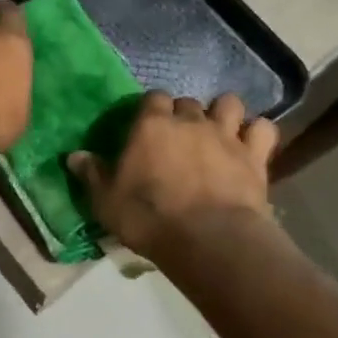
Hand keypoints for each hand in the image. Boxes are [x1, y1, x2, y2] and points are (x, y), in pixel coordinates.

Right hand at [68, 91, 278, 258]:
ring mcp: (226, 135)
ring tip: (219, 132)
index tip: (148, 126)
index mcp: (152, 125)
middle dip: (185, 114)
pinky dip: (258, 133)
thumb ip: (92, 174)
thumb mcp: (107, 201)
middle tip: (179, 137)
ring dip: (224, 113)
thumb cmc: (149, 218)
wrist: (207, 239)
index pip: (153, 98)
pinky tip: (251, 145)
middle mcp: (190, 121)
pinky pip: (263, 129)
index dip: (152, 109)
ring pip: (229, 103)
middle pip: (188, 101)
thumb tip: (73, 156)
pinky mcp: (254, 155)